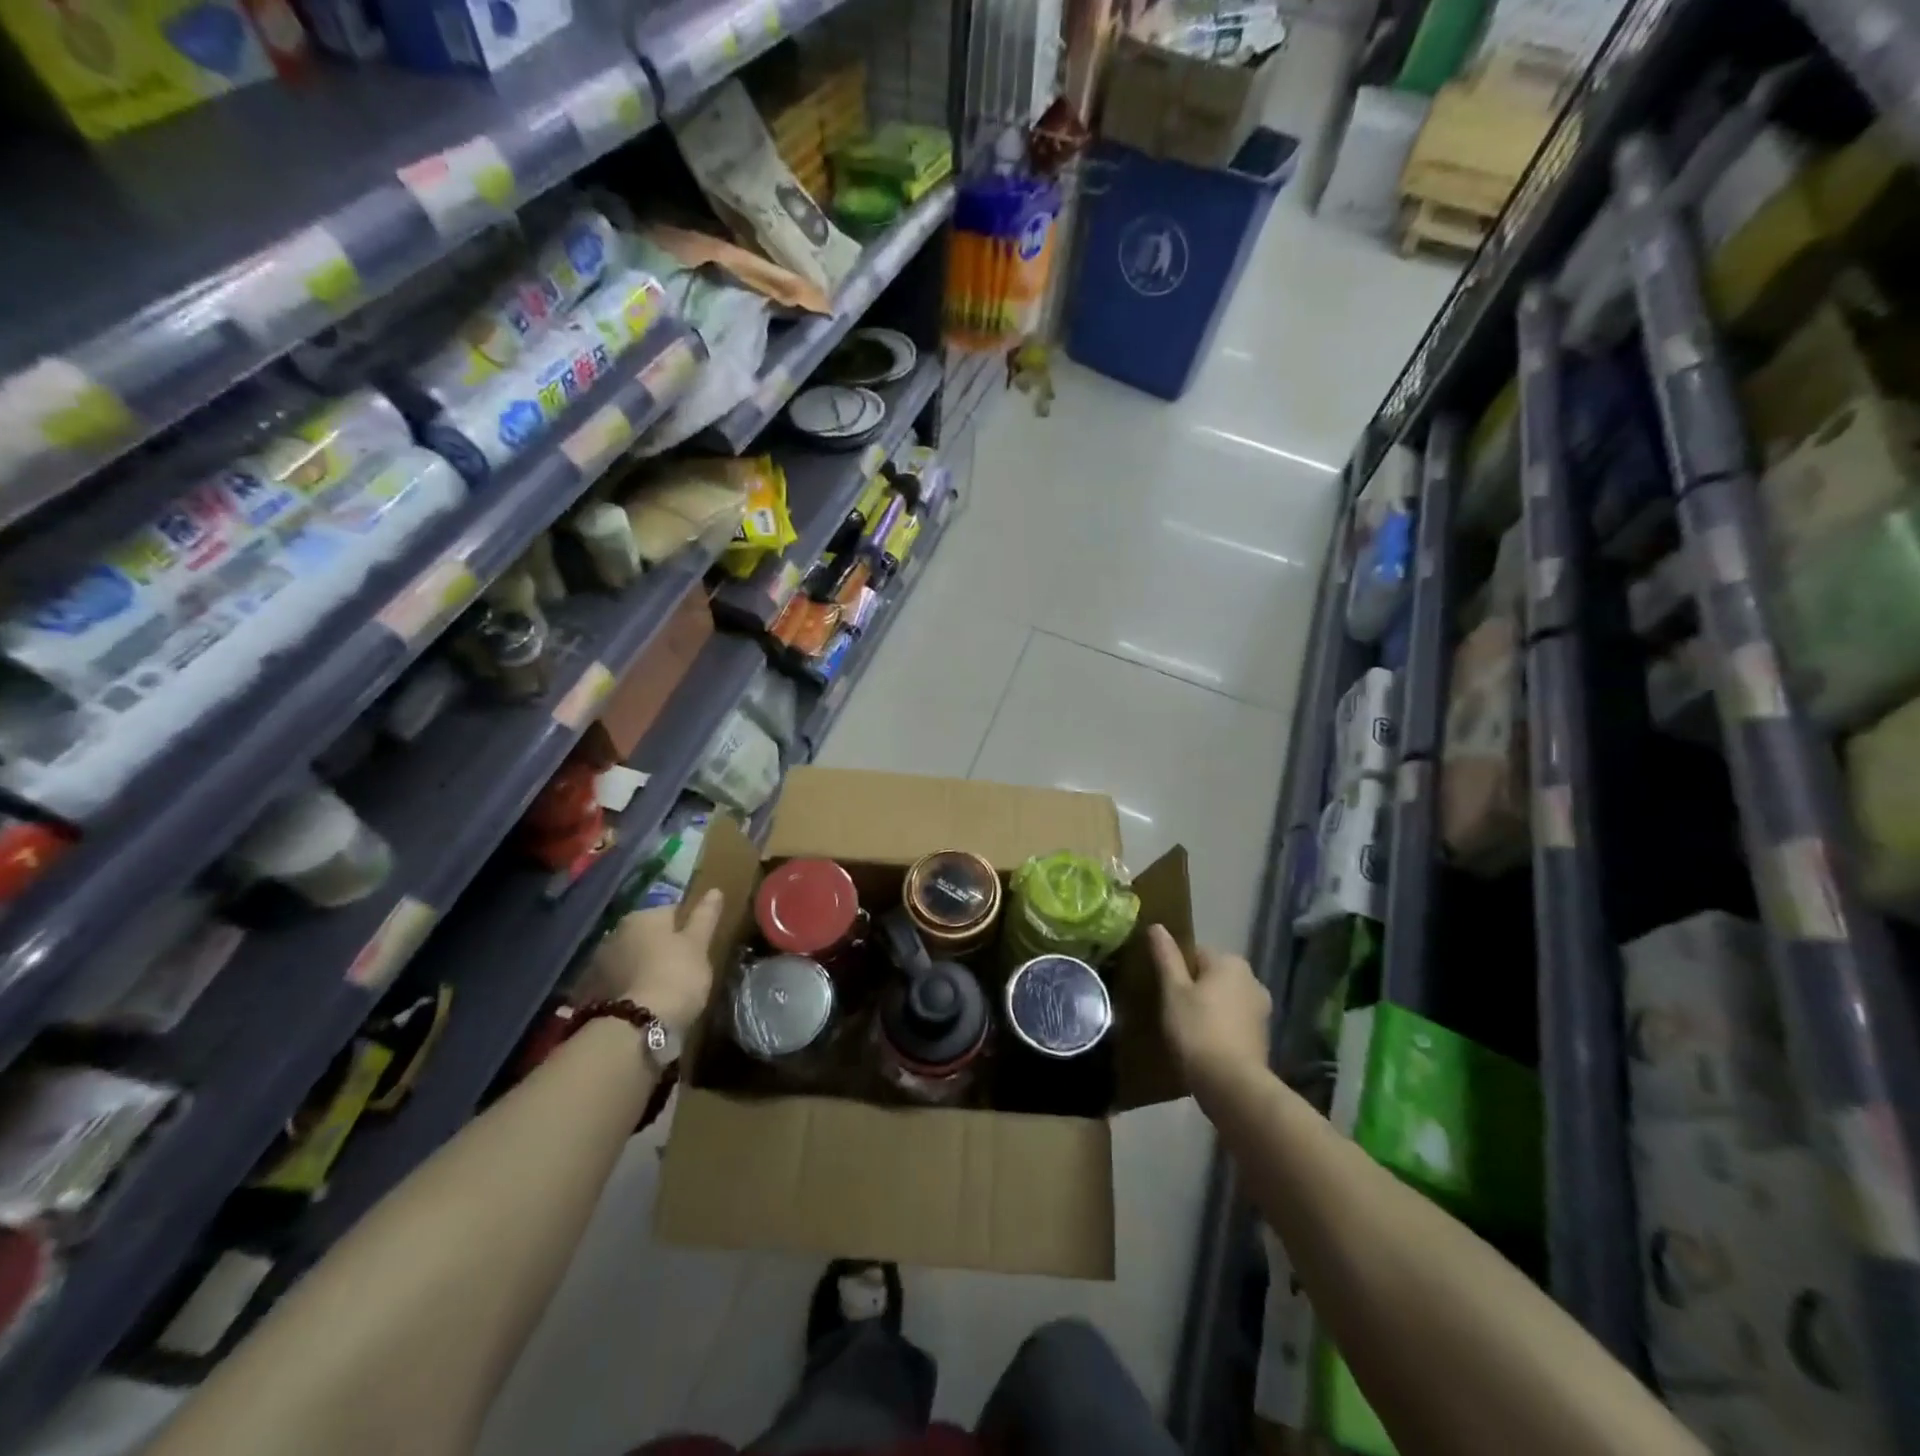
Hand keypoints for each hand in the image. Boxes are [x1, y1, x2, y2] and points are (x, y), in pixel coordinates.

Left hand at [583, 889, 722, 1034]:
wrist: (636, 1026)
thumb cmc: (676, 976)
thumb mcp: (699, 945)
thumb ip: (705, 917)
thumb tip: (714, 890)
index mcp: (643, 916)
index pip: (671, 912)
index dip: (687, 929)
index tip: (697, 948)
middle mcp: (615, 932)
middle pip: (646, 935)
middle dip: (660, 947)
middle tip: (680, 969)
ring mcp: (598, 963)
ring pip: (629, 958)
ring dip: (641, 967)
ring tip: (660, 990)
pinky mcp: (590, 992)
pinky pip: (616, 982)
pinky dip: (627, 988)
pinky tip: (640, 1004)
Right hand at [1149, 924, 1270, 1091]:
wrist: (1232, 1085)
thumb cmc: (1197, 1030)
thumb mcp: (1173, 991)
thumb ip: (1166, 956)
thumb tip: (1157, 926)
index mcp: (1231, 962)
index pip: (1196, 953)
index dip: (1177, 971)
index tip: (1166, 992)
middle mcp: (1252, 979)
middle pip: (1212, 976)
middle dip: (1195, 989)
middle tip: (1173, 1011)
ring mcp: (1262, 1009)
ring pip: (1225, 999)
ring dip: (1209, 1009)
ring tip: (1187, 1031)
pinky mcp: (1263, 1036)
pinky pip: (1235, 1021)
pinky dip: (1221, 1028)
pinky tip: (1205, 1045)